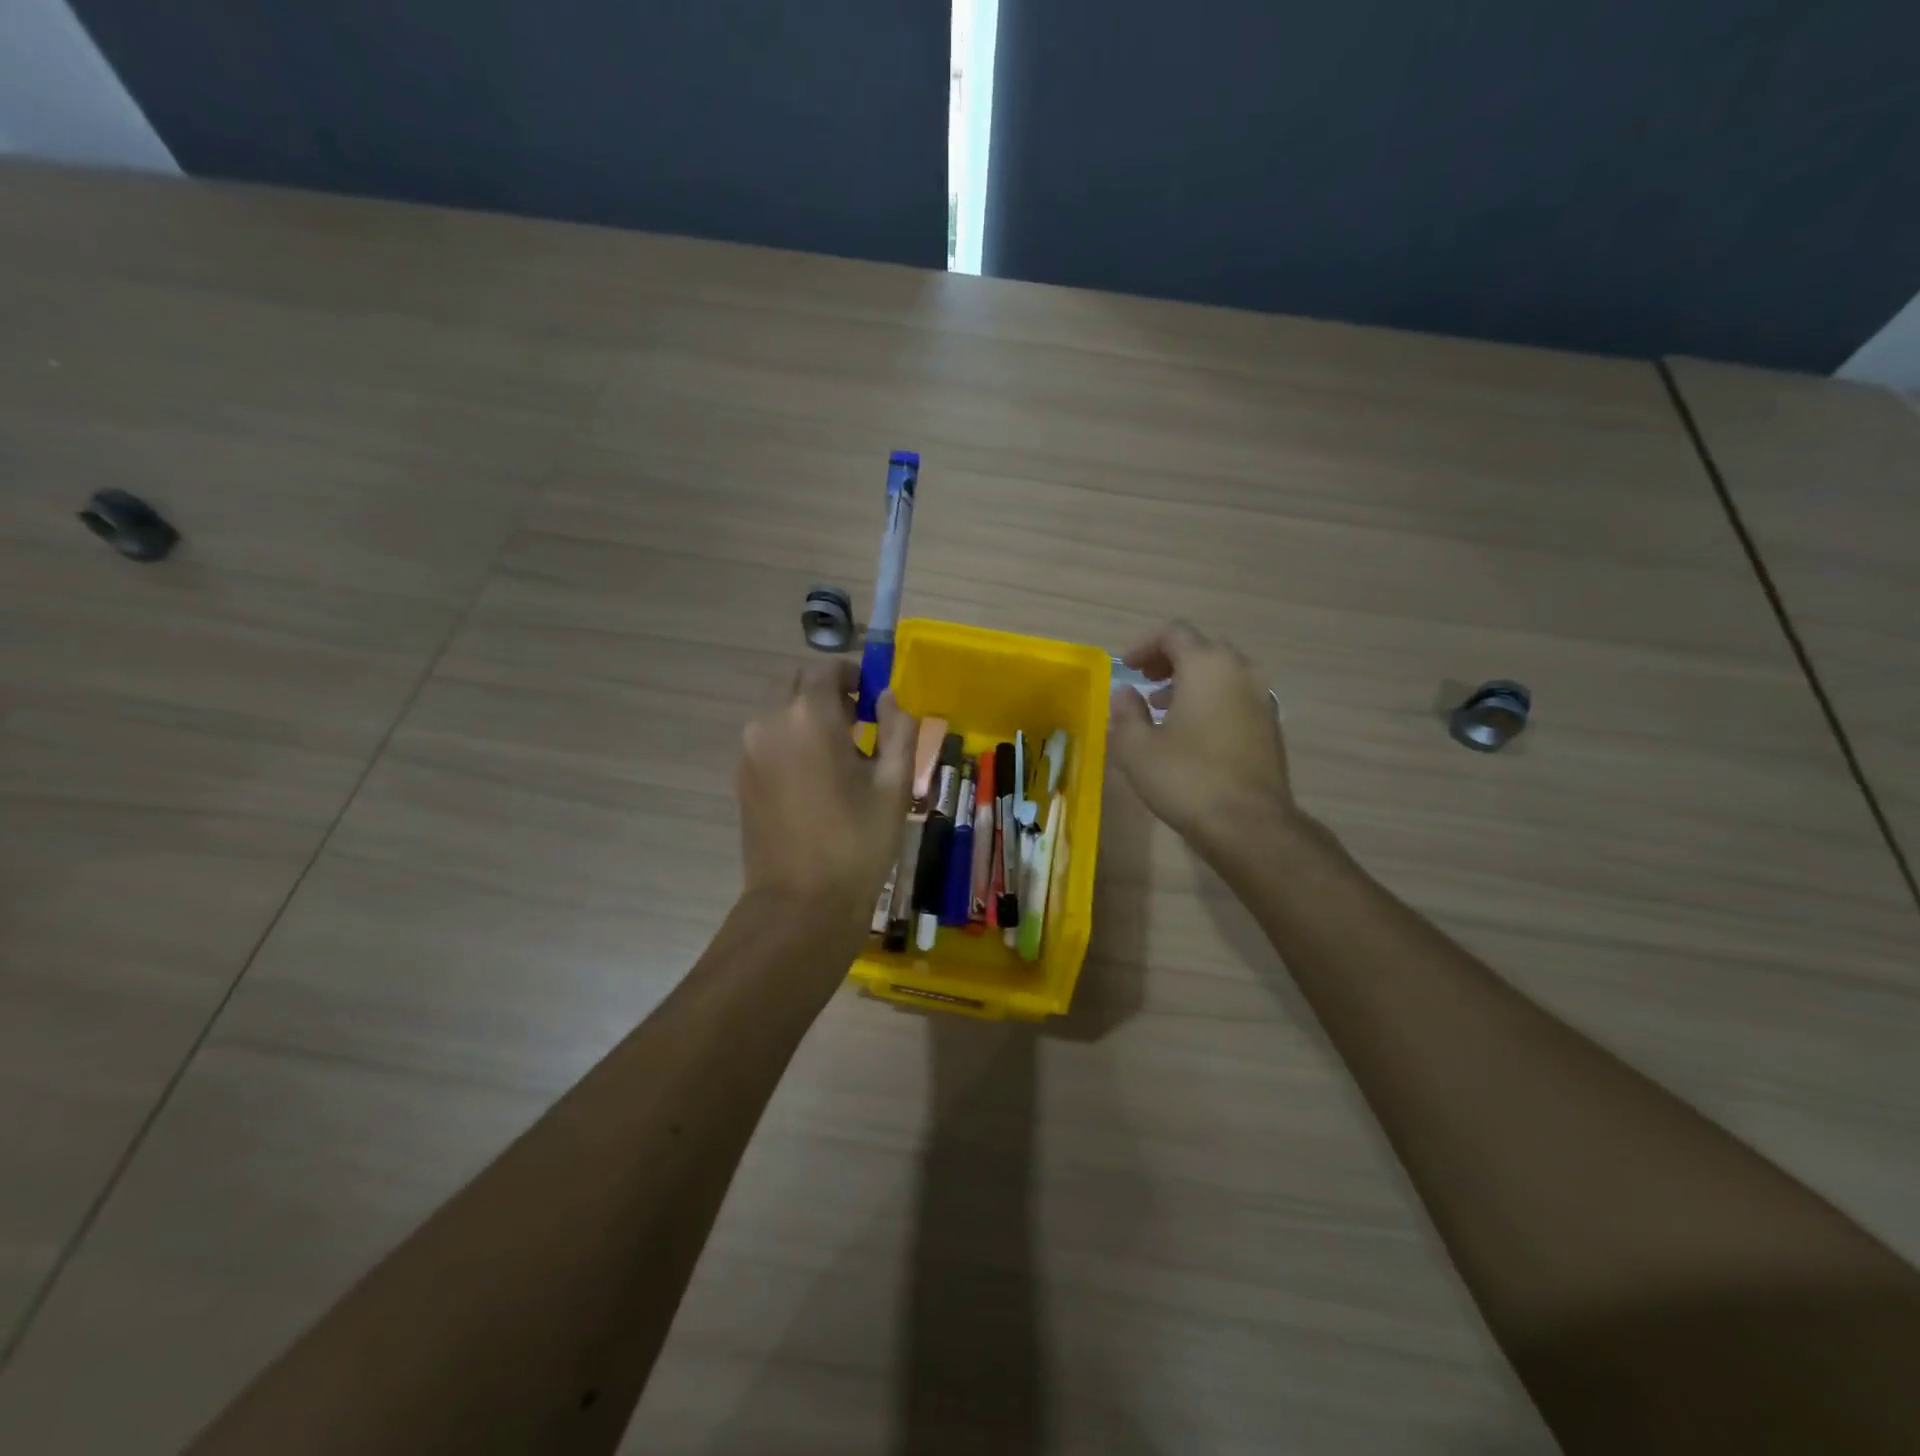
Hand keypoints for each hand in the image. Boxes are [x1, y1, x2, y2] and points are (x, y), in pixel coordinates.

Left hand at [738, 661, 916, 917]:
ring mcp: (749, 749)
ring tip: (841, 750)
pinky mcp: (742, 775)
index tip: (875, 696)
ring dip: (807, 712)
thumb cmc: (857, 843)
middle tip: (860, 719)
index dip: (855, 674)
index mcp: (809, 716)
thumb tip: (889, 698)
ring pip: (778, 707)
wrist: (800, 905)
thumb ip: (898, 729)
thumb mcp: (894, 784)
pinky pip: (768, 735)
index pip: (828, 669)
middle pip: (796, 681)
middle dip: (828, 689)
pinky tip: (817, 773)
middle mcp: (770, 721)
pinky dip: (791, 735)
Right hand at [1109, 621, 1295, 859]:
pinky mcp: (1270, 726)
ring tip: (1163, 707)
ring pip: (1222, 673)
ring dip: (1191, 681)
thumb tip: (1126, 693)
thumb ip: (1126, 712)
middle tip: (1145, 681)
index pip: (1174, 632)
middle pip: (1201, 648)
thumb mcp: (1137, 747)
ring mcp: (1261, 698)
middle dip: (1170, 660)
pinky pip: (1235, 697)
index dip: (1145, 644)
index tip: (1126, 667)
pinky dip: (1211, 700)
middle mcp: (1240, 672)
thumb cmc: (1186, 778)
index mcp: (1206, 666)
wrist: (1249, 824)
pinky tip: (1192, 732)